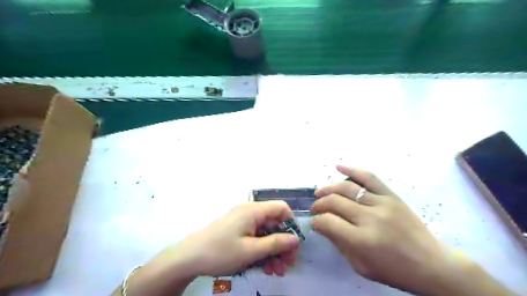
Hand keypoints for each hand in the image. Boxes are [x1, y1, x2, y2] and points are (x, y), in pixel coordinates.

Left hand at [173, 201, 297, 277]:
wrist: (189, 258)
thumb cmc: (221, 251)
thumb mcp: (251, 251)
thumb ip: (275, 243)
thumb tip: (295, 239)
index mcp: (253, 211)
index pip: (281, 208)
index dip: (290, 223)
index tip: (293, 243)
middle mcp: (250, 212)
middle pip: (274, 223)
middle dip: (283, 243)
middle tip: (288, 264)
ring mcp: (243, 222)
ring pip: (266, 233)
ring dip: (273, 251)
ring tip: (277, 271)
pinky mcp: (237, 230)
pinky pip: (255, 237)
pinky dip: (262, 250)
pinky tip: (265, 267)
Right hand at [309, 165, 454, 294]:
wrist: (431, 264)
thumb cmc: (394, 271)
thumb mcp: (361, 266)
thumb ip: (339, 243)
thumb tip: (322, 225)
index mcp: (362, 240)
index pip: (328, 222)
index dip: (316, 221)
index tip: (315, 222)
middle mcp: (370, 218)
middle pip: (334, 201)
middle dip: (319, 204)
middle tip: (315, 209)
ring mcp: (382, 203)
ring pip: (347, 188)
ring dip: (329, 189)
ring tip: (320, 192)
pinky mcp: (391, 196)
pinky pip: (369, 177)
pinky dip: (352, 170)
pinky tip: (338, 166)